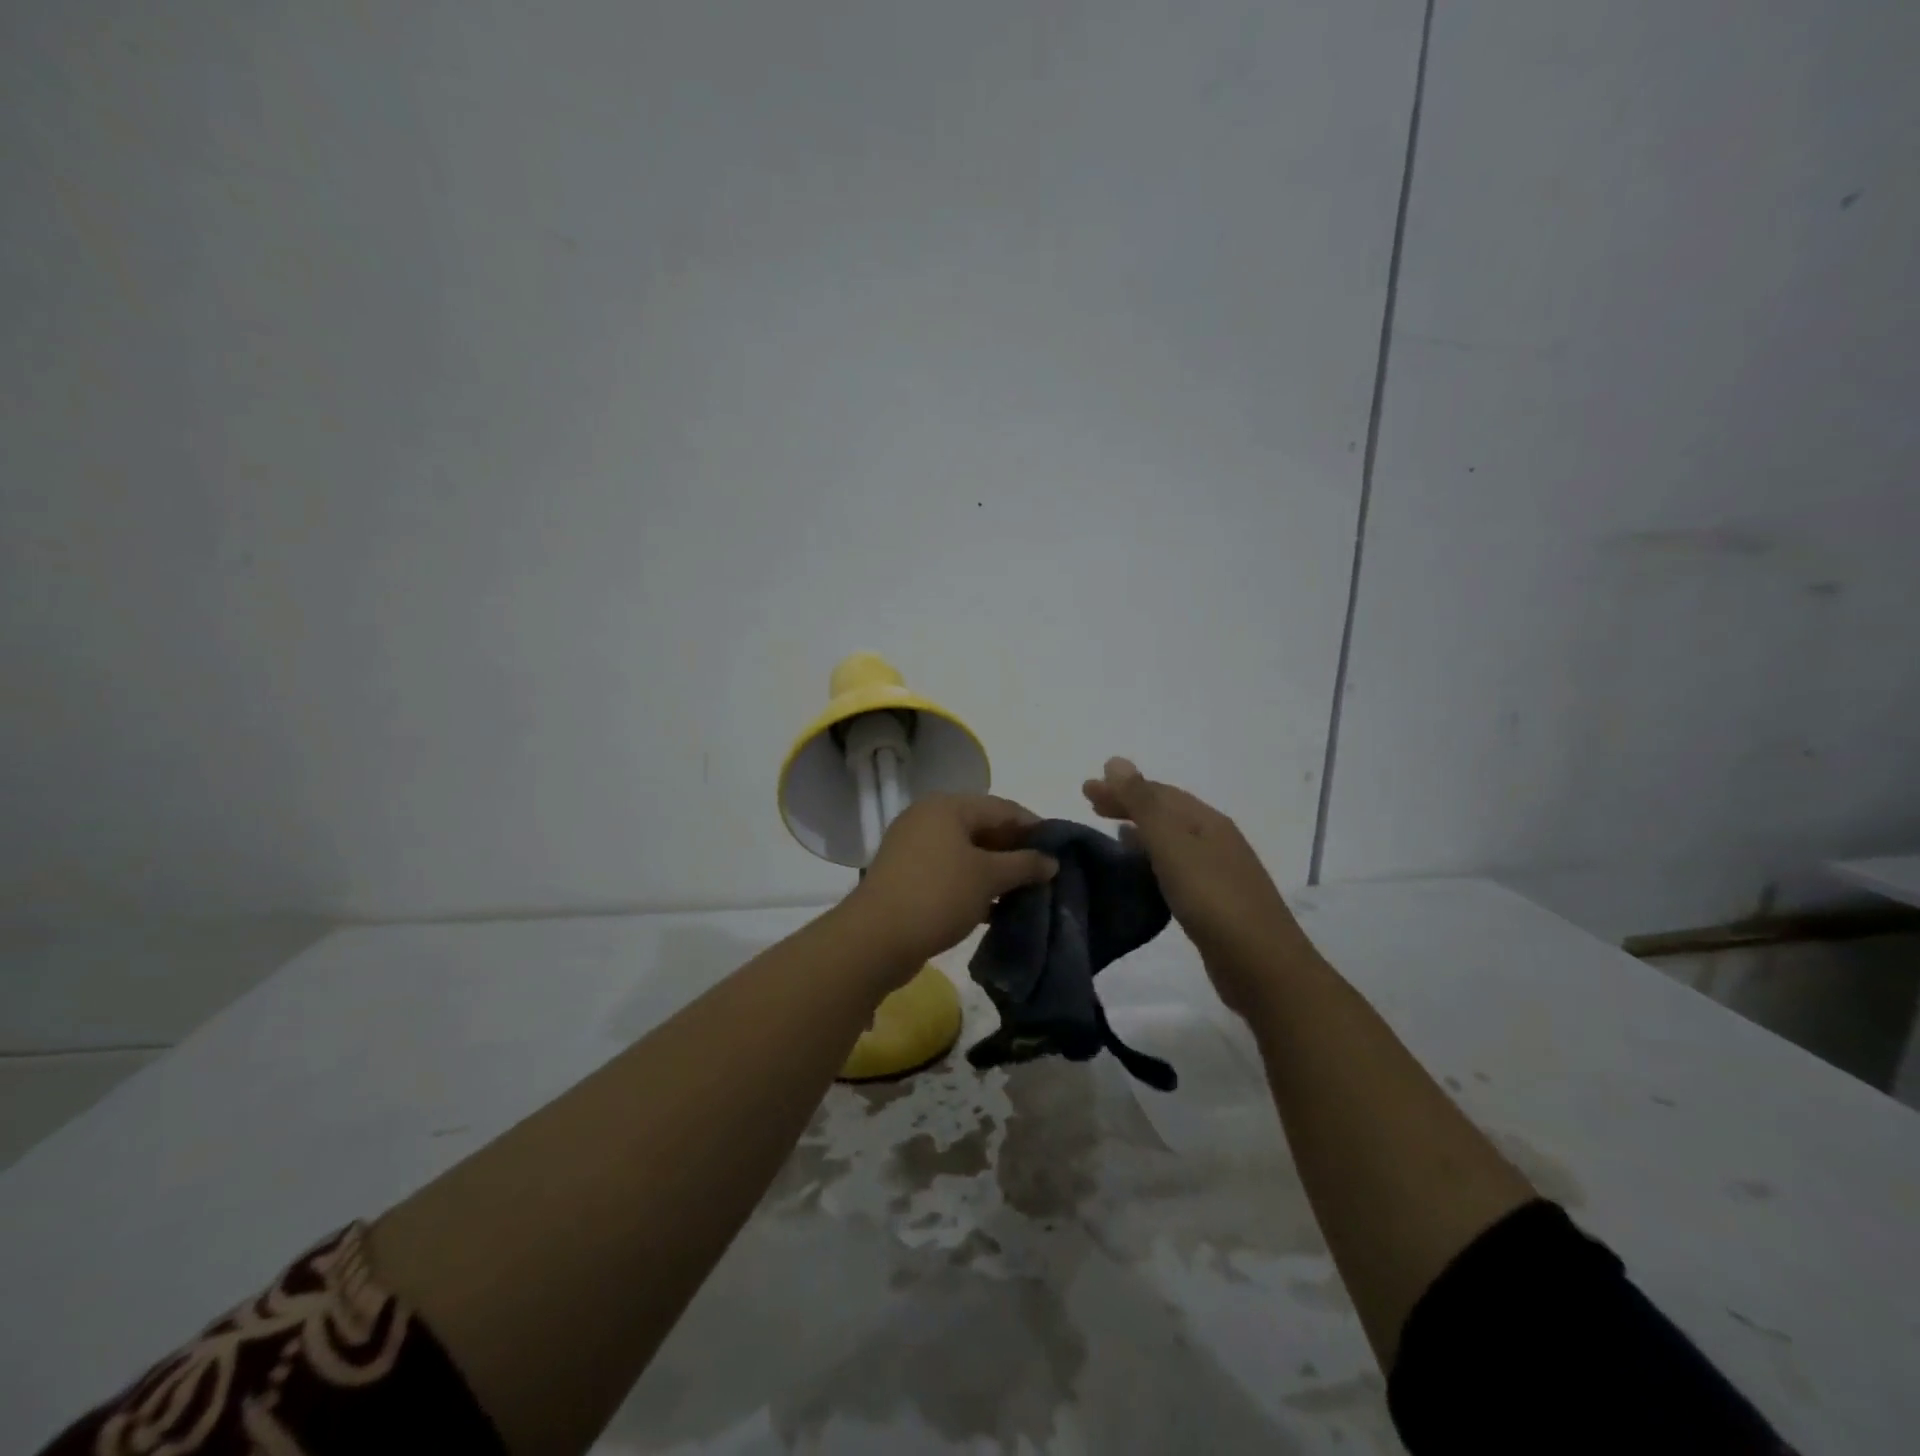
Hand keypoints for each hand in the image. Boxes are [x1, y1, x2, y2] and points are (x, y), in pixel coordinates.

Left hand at [847, 793, 1058, 975]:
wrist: (876, 938)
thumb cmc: (938, 895)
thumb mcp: (988, 878)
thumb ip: (1024, 864)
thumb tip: (1051, 860)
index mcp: (947, 806)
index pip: (1002, 807)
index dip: (1034, 827)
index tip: (1060, 849)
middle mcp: (927, 818)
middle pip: (983, 828)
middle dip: (1015, 851)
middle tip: (1045, 874)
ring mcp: (913, 847)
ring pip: (966, 853)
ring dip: (996, 871)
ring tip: (1026, 893)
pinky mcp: (906, 876)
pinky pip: (950, 872)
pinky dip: (973, 885)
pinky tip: (996, 908)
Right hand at [1082, 758, 1308, 1015]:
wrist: (1262, 966)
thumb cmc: (1213, 899)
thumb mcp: (1172, 845)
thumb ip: (1143, 803)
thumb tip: (1116, 761)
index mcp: (1206, 821)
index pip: (1158, 792)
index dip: (1122, 787)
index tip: (1085, 789)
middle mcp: (1214, 838)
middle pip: (1166, 811)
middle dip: (1128, 803)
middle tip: (1090, 803)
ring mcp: (1217, 870)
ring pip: (1170, 839)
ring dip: (1140, 829)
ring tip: (1110, 830)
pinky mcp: (1213, 901)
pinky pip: (1175, 865)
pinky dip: (1152, 857)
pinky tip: (1141, 870)